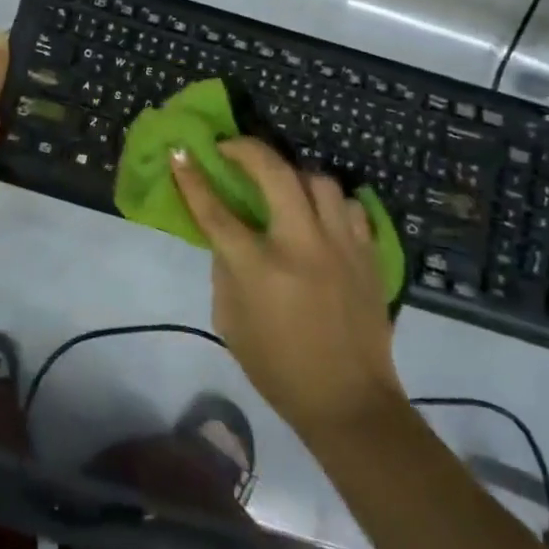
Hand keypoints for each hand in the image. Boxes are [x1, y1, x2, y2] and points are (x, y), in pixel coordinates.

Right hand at [171, 137, 404, 439]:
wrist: (349, 401)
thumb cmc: (277, 366)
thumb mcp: (230, 321)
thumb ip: (226, 269)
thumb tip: (228, 236)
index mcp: (259, 268)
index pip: (216, 211)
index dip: (192, 178)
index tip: (179, 152)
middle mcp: (302, 246)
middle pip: (275, 174)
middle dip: (247, 149)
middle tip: (230, 147)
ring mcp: (342, 247)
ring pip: (320, 181)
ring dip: (293, 173)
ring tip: (281, 182)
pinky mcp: (369, 256)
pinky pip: (352, 208)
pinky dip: (332, 203)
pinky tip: (320, 215)